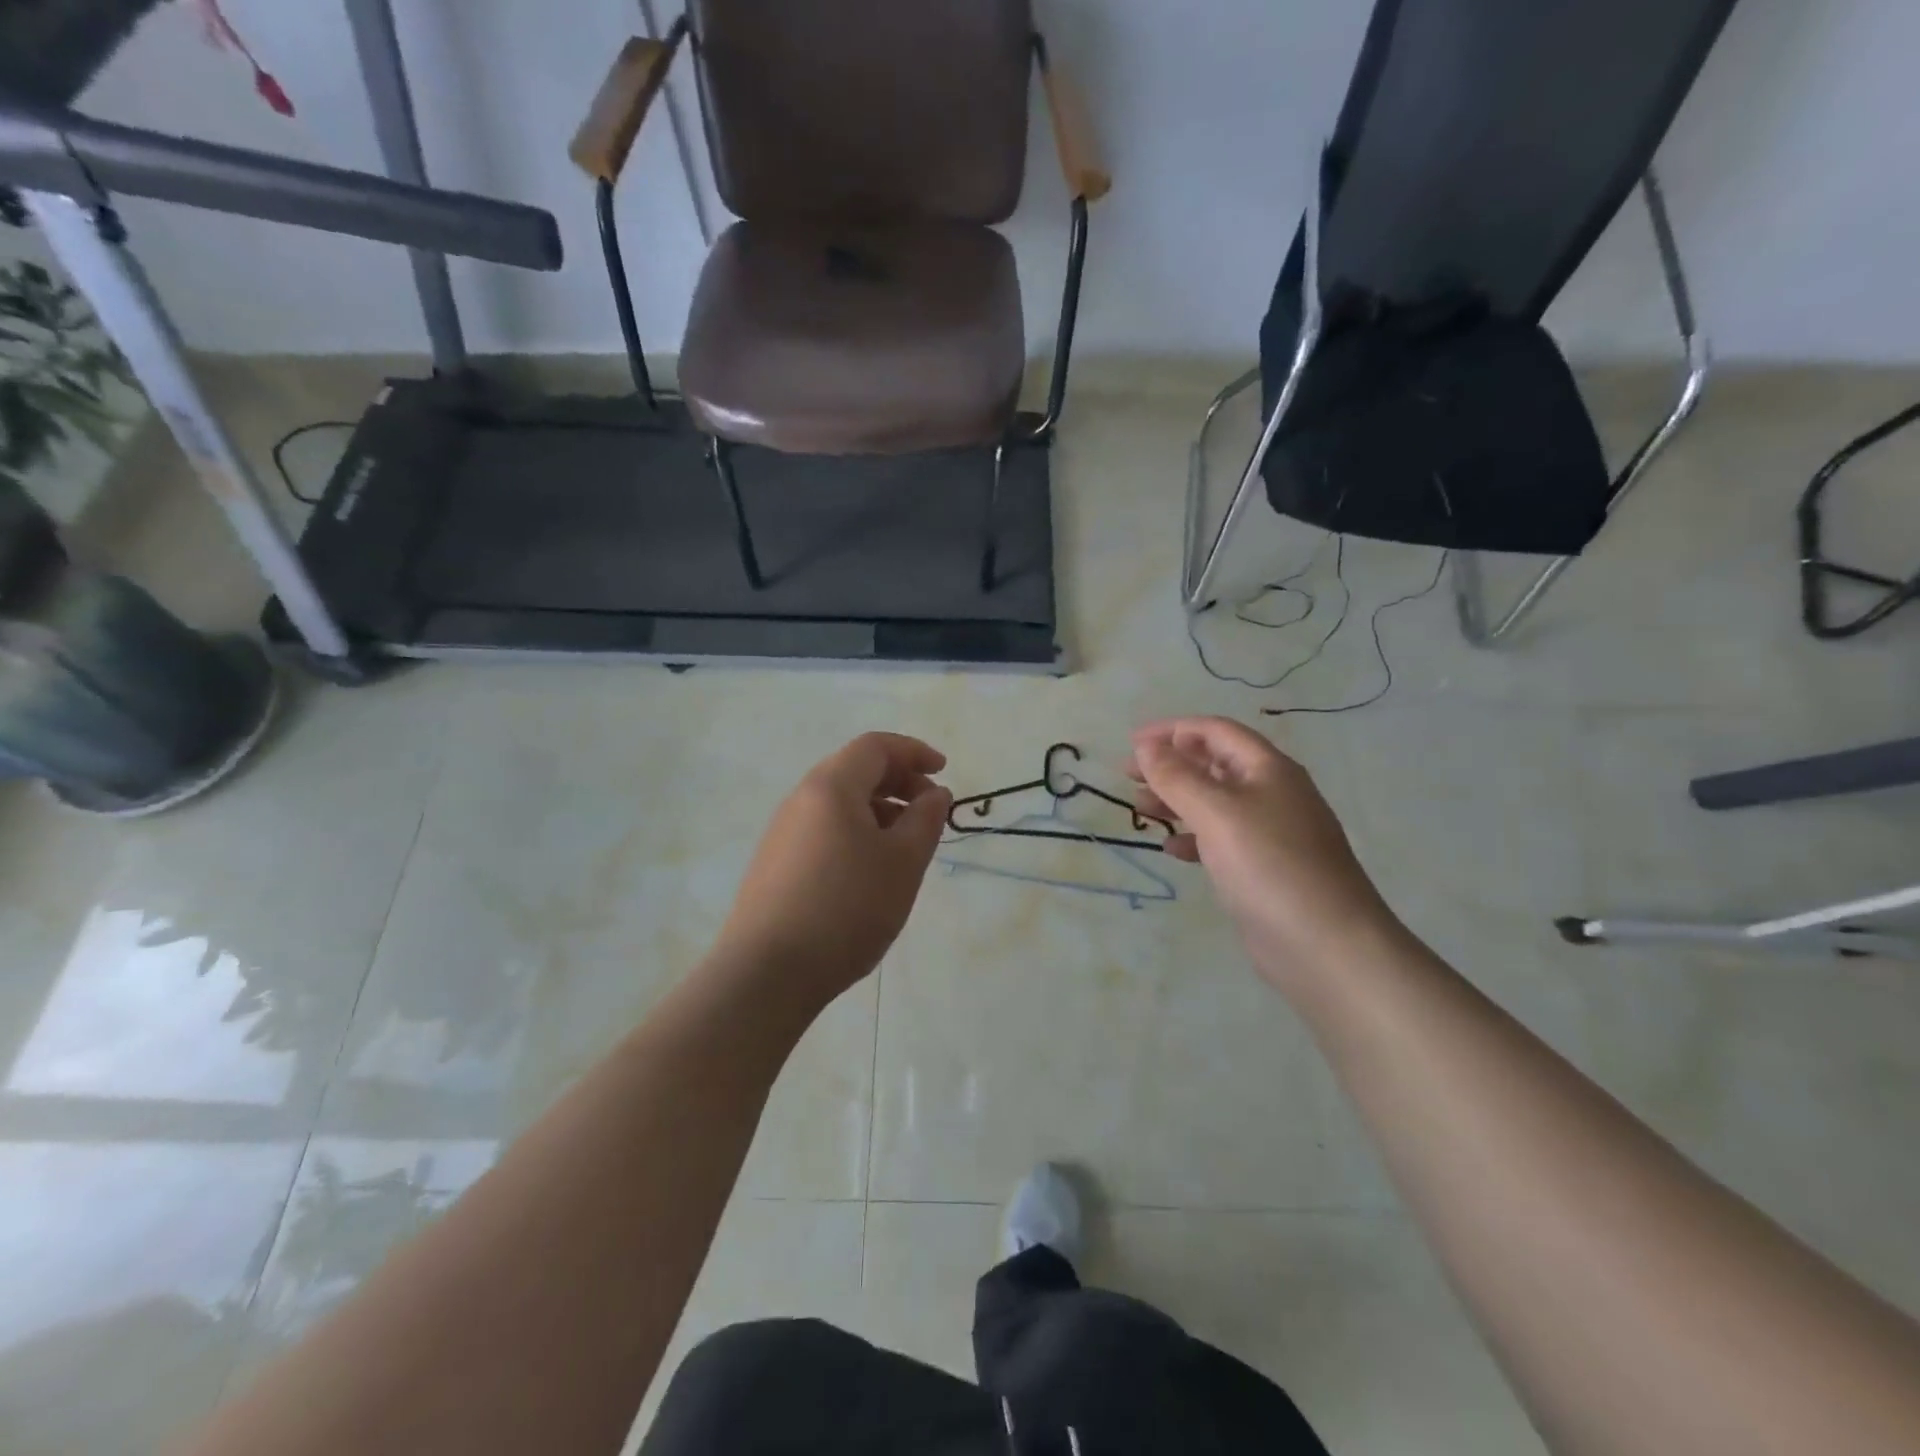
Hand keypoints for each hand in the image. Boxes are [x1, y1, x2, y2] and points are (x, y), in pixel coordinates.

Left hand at [714, 732, 951, 1006]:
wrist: (767, 972)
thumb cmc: (847, 908)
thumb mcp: (903, 862)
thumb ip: (925, 819)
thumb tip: (934, 793)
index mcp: (831, 786)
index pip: (876, 746)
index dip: (914, 752)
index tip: (944, 772)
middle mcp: (800, 799)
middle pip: (855, 770)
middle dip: (899, 781)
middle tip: (929, 811)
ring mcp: (782, 832)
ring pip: (839, 803)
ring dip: (879, 810)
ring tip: (905, 846)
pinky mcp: (775, 864)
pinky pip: (823, 830)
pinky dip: (856, 833)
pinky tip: (869, 872)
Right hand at [1128, 716, 1396, 985]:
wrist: (1326, 945)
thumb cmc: (1268, 865)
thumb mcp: (1216, 813)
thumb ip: (1176, 776)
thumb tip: (1145, 744)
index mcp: (1268, 769)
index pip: (1216, 731)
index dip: (1172, 730)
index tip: (1131, 742)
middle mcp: (1272, 793)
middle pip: (1214, 763)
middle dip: (1170, 764)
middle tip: (1127, 775)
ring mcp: (1271, 832)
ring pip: (1215, 802)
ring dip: (1177, 799)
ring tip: (1141, 808)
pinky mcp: (1265, 868)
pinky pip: (1221, 839)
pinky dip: (1193, 837)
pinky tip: (1172, 848)